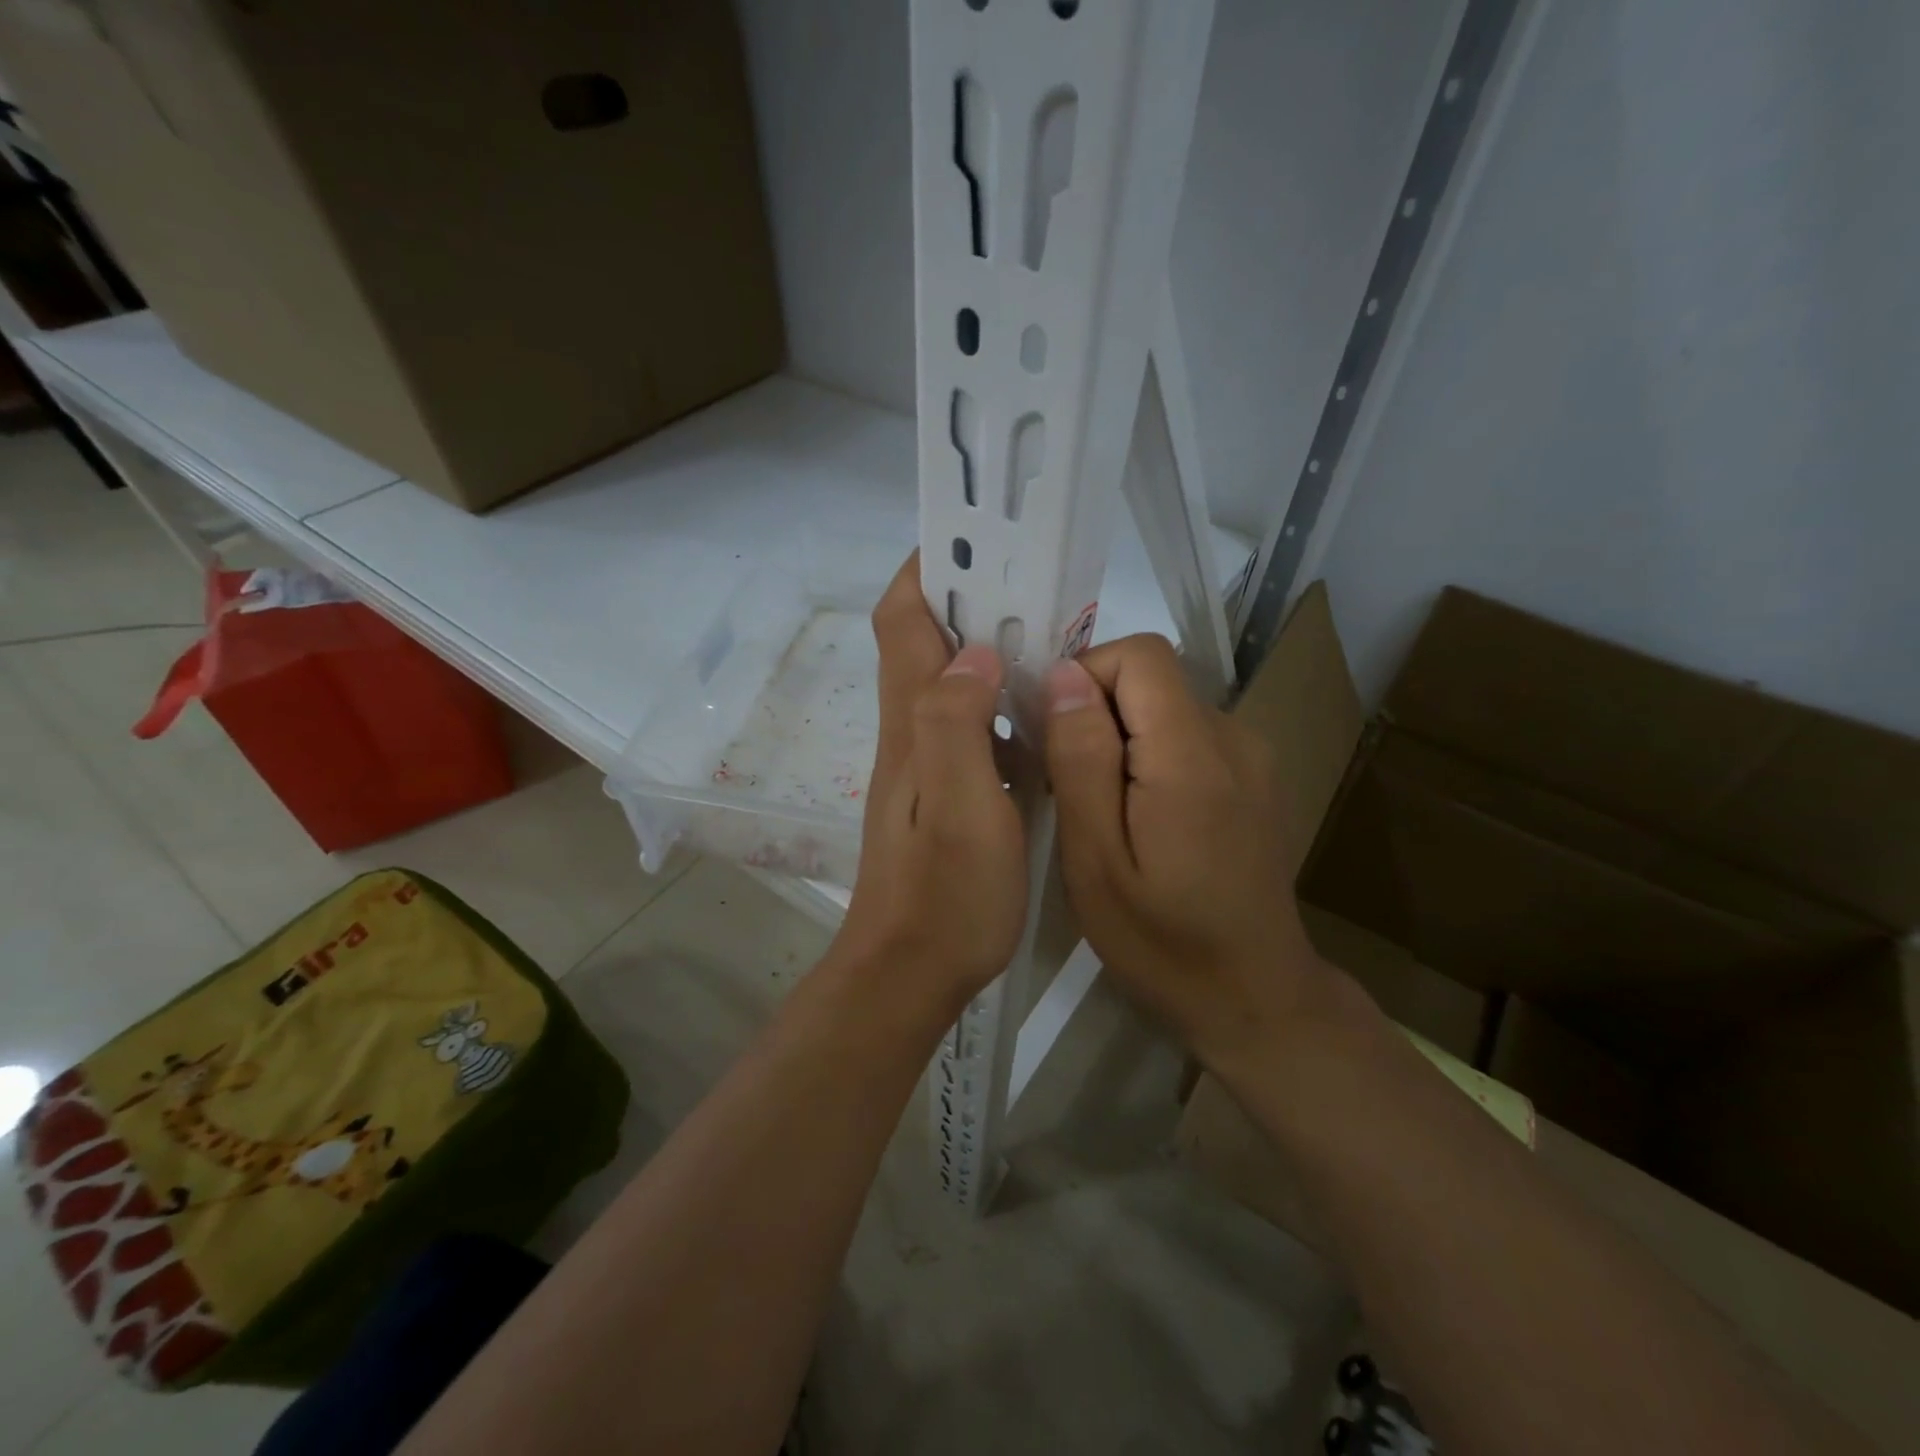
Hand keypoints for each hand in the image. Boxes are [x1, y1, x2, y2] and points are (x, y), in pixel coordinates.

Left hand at [830, 555, 1027, 1018]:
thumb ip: (959, 723)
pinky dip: (1004, 700)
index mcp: (913, 720)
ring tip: (1054, 633)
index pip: (903, 618)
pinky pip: (975, 724)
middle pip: (927, 640)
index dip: (930, 569)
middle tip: (1039, 583)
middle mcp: (913, 728)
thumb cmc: (944, 894)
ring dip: (992, 647)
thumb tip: (975, 651)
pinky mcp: (950, 790)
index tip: (978, 540)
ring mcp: (930, 761)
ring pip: (954, 680)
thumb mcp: (959, 806)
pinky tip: (1045, 710)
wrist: (911, 971)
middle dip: (972, 598)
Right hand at [1043, 634, 1330, 1071]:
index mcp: (1192, 755)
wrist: (1255, 997)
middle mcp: (1233, 737)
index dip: (1084, 677)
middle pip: (1151, 678)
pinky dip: (1149, 756)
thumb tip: (1064, 675)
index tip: (1052, 736)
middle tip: (1067, 786)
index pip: (1138, 655)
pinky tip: (1141, 819)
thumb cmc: (1162, 942)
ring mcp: (1251, 756)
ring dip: (1120, 738)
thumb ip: (1081, 760)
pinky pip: (1186, 735)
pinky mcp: (1254, 776)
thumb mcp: (1096, 860)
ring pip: (1164, 706)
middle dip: (1096, 713)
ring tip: (1100, 810)